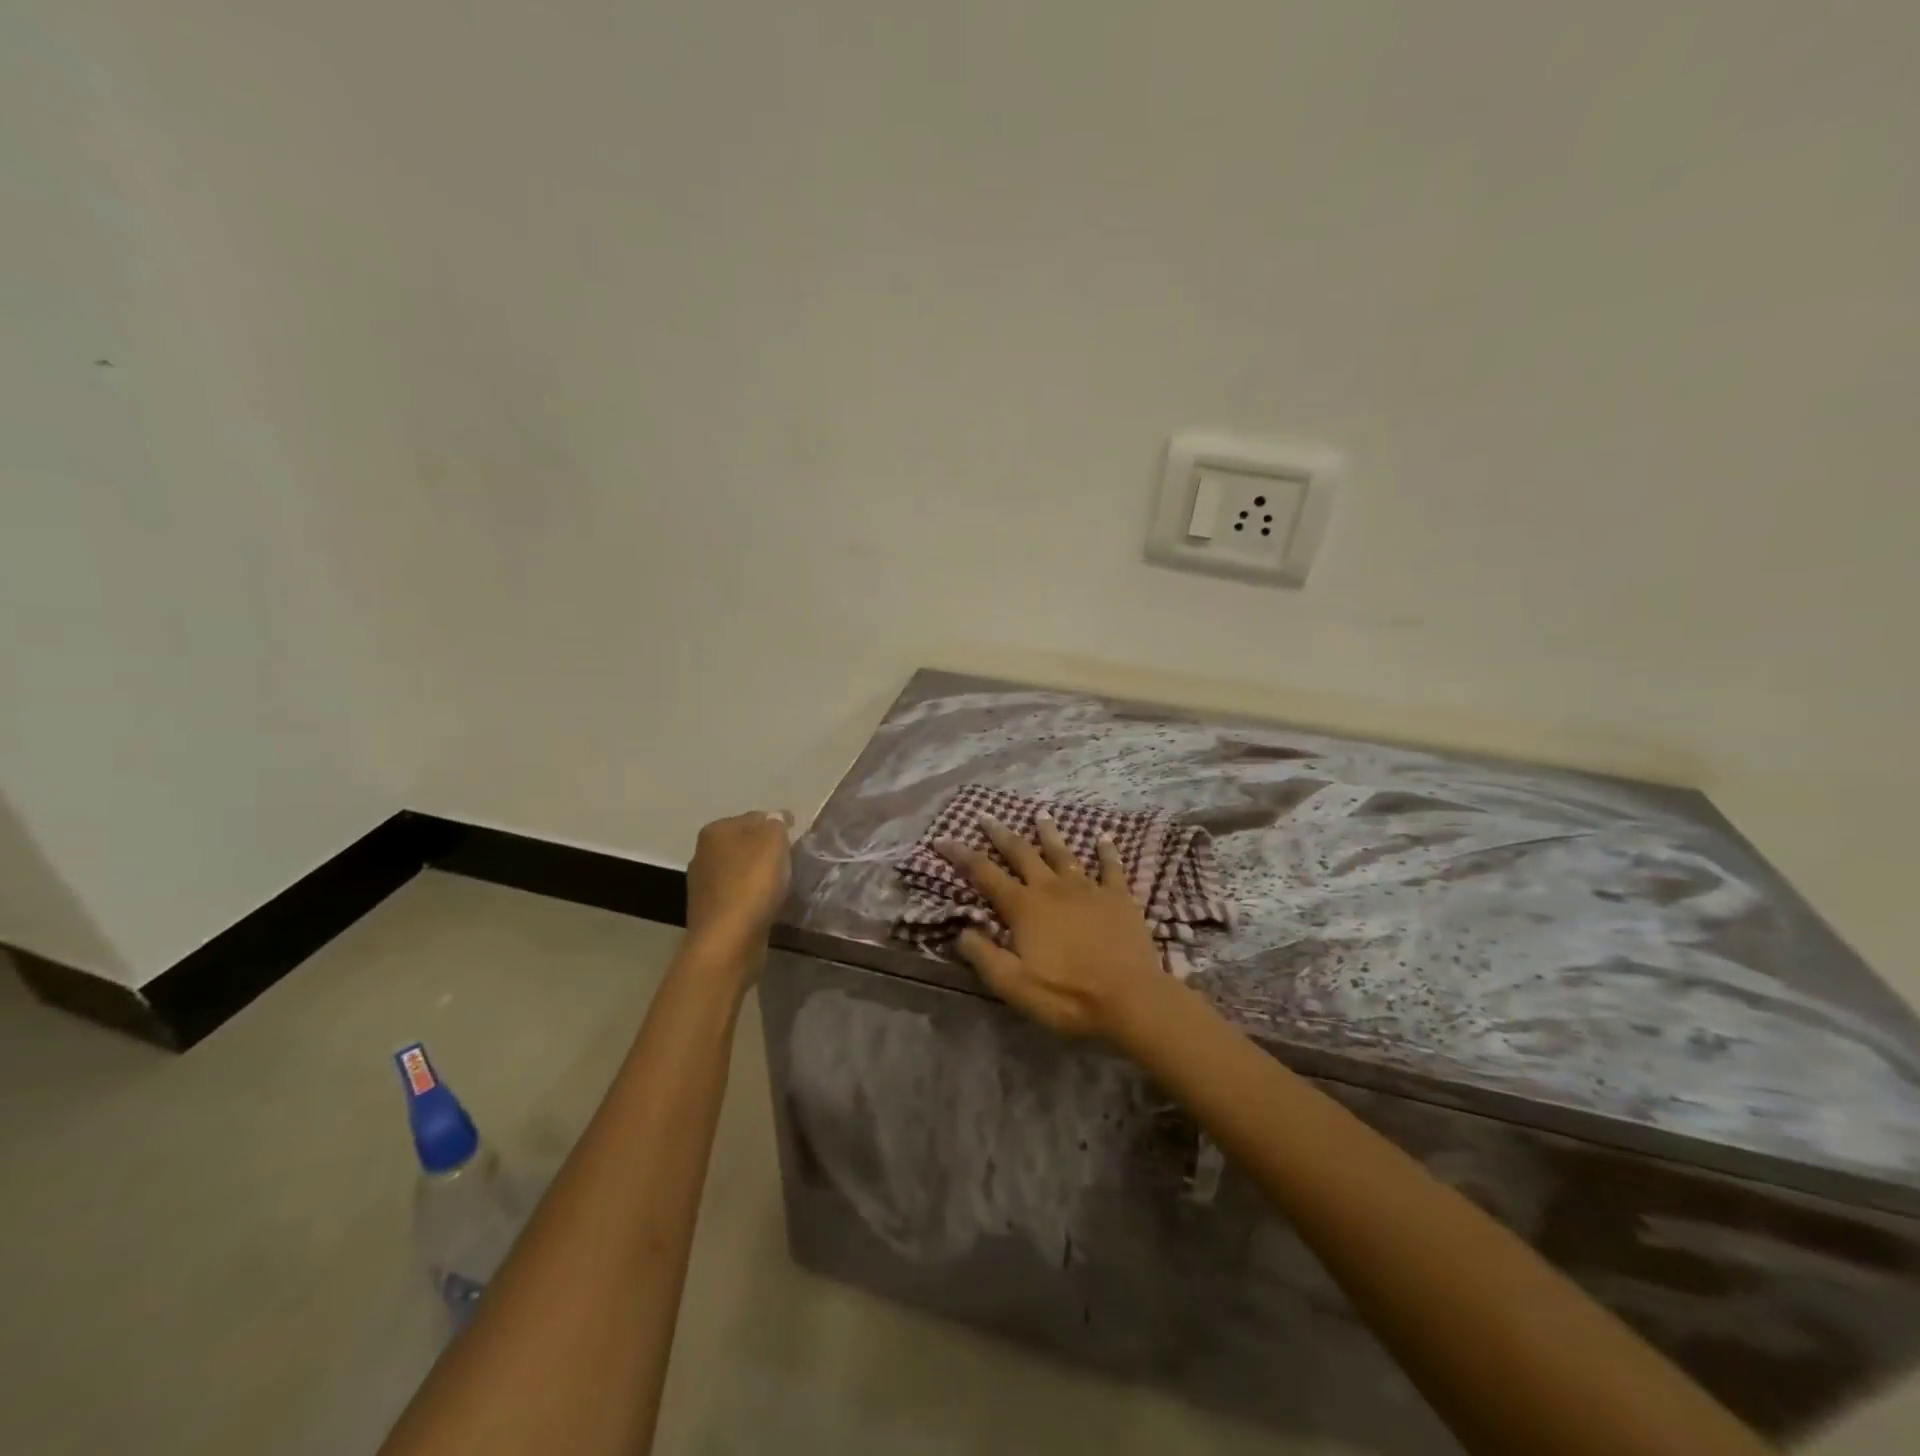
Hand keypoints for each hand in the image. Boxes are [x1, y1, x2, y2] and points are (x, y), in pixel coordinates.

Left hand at [685, 810, 793, 965]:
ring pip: (740, 870)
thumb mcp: (773, 841)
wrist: (728, 940)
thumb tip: (775, 818)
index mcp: (715, 831)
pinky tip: (767, 904)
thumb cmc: (751, 883)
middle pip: (745, 843)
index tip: (796, 837)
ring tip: (783, 884)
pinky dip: (753, 896)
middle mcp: (703, 853)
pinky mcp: (711, 912)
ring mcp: (703, 885)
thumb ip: (776, 823)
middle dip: (766, 849)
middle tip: (791, 860)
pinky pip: (738, 895)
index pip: (754, 817)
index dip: (777, 824)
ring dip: (759, 874)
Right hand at [936, 814, 1173, 1044]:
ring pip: (1063, 853)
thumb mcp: (1013, 985)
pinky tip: (1104, 838)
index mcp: (1024, 907)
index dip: (961, 855)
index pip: (984, 874)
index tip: (942, 839)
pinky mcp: (1118, 897)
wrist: (1129, 998)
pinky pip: (1111, 867)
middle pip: (1021, 852)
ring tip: (1041, 814)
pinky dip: (1106, 852)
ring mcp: (1088, 888)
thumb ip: (984, 956)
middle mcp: (1052, 888)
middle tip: (986, 816)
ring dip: (1049, 833)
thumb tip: (961, 931)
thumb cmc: (1067, 995)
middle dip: (1000, 834)